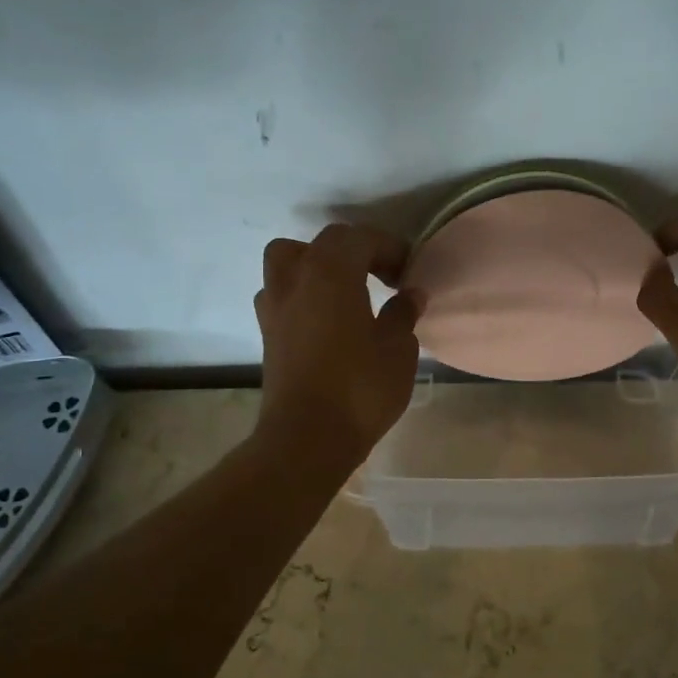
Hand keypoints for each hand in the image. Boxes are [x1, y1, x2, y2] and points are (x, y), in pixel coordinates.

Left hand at [253, 224, 420, 468]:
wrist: (307, 439)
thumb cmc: (360, 388)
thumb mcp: (398, 348)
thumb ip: (403, 313)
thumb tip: (410, 294)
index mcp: (330, 272)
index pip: (360, 238)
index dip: (390, 247)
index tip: (410, 271)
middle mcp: (295, 279)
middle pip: (322, 243)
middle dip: (355, 250)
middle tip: (381, 276)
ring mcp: (274, 307)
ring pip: (288, 261)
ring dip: (317, 265)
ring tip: (345, 290)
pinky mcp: (267, 335)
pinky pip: (282, 294)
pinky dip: (303, 293)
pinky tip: (326, 319)